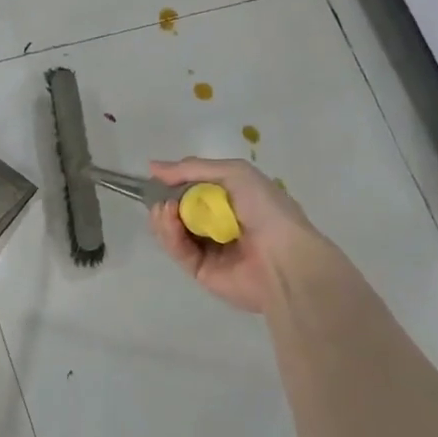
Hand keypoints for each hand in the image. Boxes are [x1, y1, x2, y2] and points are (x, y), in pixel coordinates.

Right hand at [146, 158, 330, 313]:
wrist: (285, 259)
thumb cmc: (266, 210)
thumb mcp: (235, 173)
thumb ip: (193, 168)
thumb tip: (153, 166)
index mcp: (233, 199)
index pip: (195, 188)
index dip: (174, 182)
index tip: (156, 176)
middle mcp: (219, 222)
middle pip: (179, 210)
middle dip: (165, 200)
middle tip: (158, 196)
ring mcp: (208, 247)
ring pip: (173, 230)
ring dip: (163, 217)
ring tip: (164, 209)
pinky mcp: (199, 270)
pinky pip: (178, 250)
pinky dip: (169, 234)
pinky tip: (168, 219)